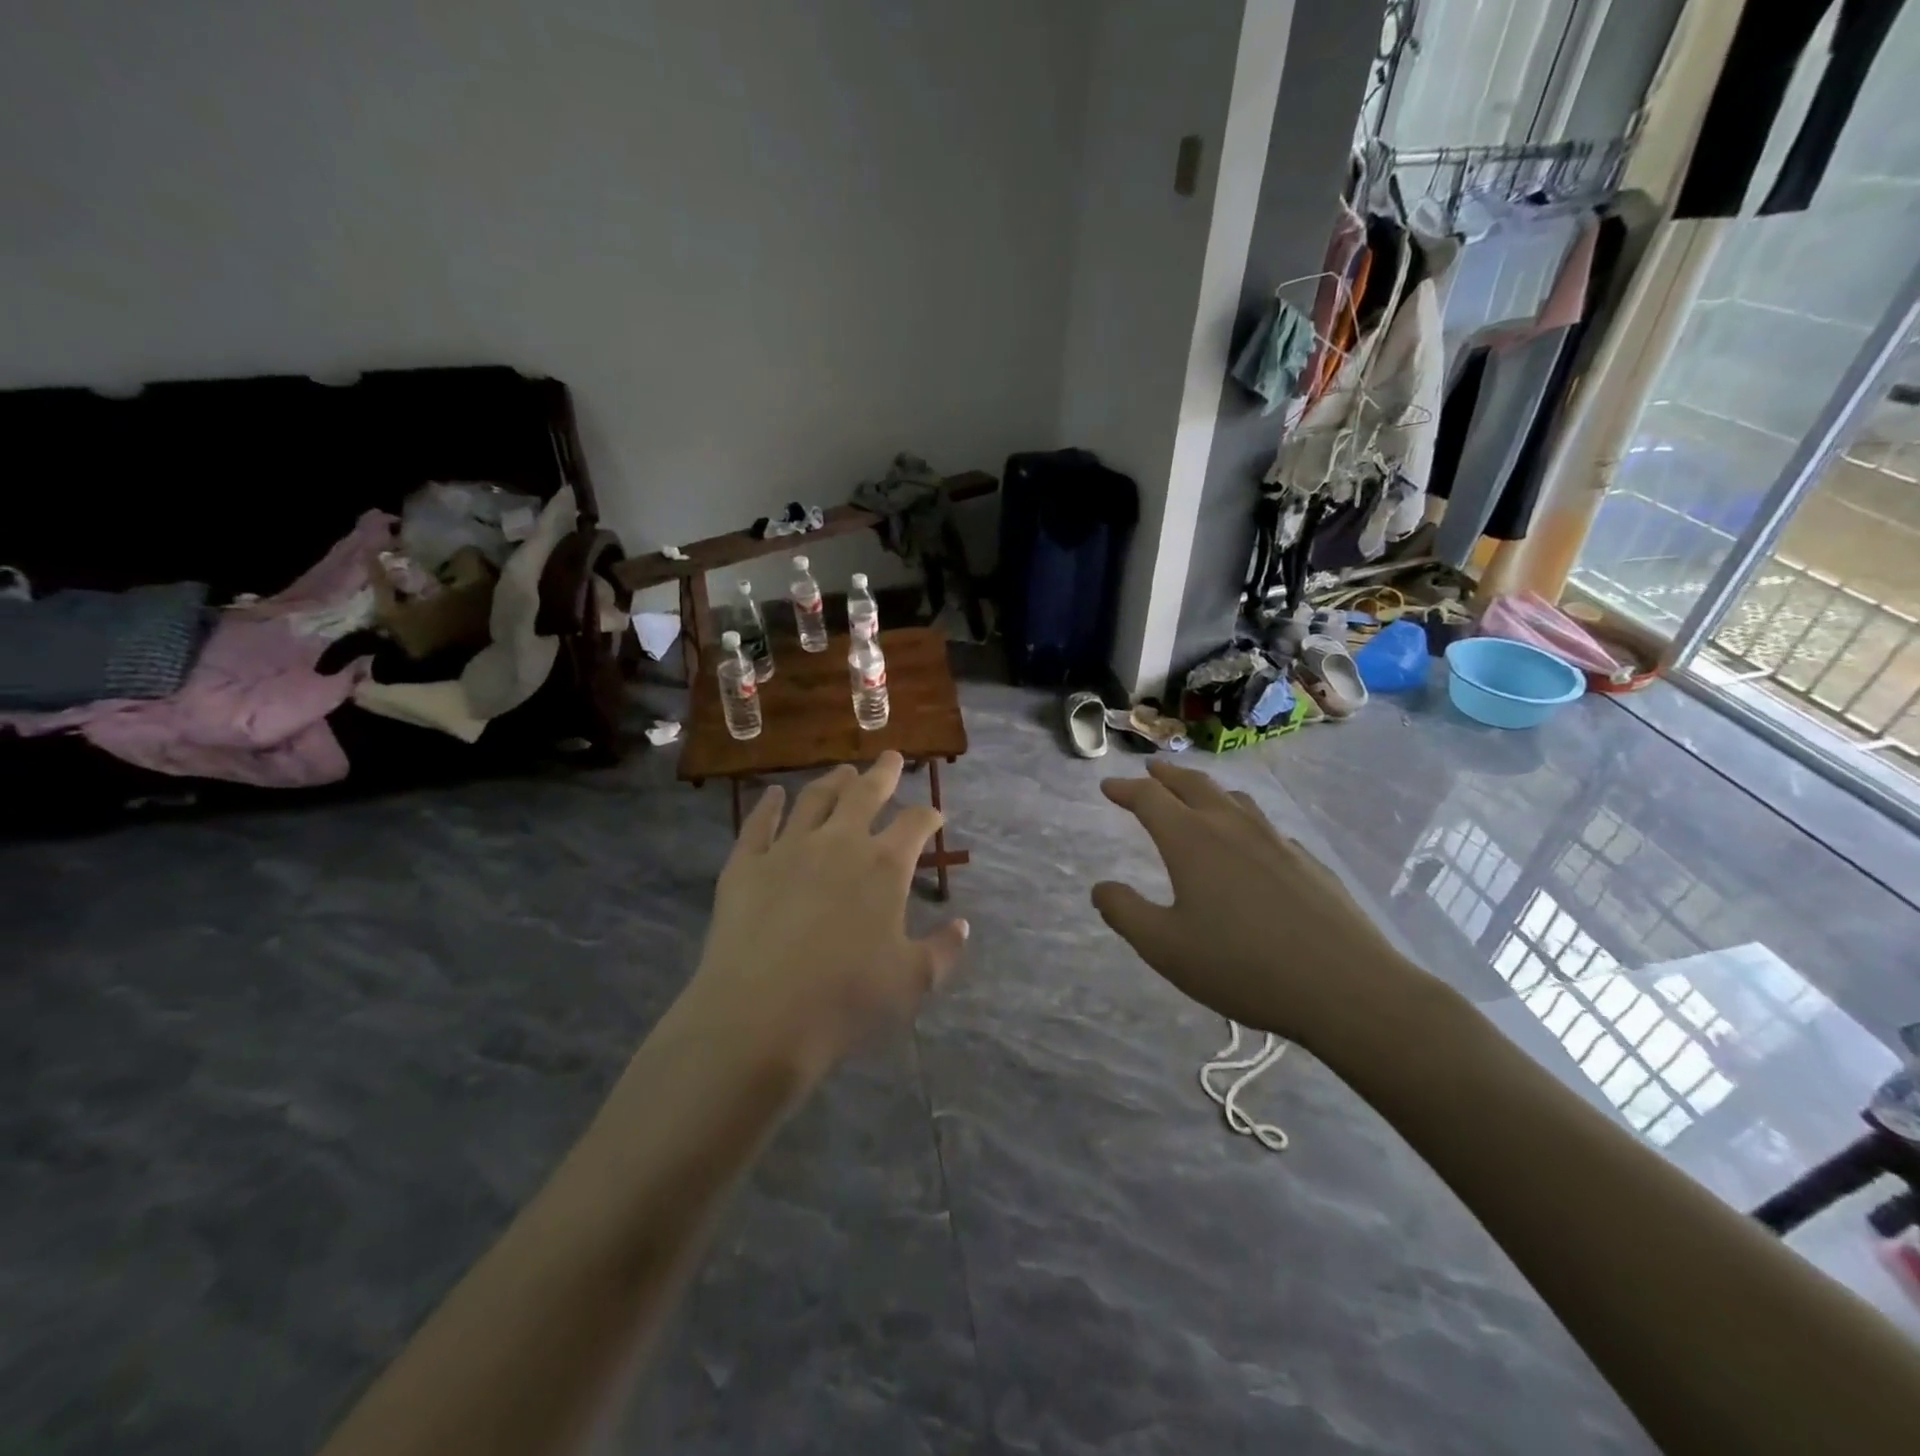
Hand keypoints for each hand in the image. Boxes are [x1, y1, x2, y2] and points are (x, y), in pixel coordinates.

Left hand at [686, 752, 968, 1085]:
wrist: (759, 1016)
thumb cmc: (845, 999)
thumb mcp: (911, 981)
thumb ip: (942, 950)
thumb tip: (962, 926)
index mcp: (884, 866)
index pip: (916, 824)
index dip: (929, 816)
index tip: (935, 816)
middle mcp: (839, 842)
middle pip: (866, 793)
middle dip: (883, 773)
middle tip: (891, 757)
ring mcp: (788, 848)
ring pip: (815, 798)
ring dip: (833, 780)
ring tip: (843, 770)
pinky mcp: (746, 864)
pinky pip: (758, 823)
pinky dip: (767, 805)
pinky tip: (771, 794)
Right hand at [1091, 760, 1416, 1049]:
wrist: (1346, 987)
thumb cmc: (1243, 967)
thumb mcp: (1165, 948)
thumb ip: (1125, 913)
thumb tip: (1101, 888)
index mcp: (1191, 841)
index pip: (1150, 799)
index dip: (1125, 790)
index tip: (1108, 787)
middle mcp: (1231, 828)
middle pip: (1194, 785)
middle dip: (1166, 776)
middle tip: (1149, 771)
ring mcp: (1275, 841)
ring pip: (1233, 799)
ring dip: (1205, 789)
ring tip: (1195, 794)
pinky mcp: (1307, 861)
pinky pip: (1264, 825)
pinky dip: (1241, 818)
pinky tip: (1248, 842)